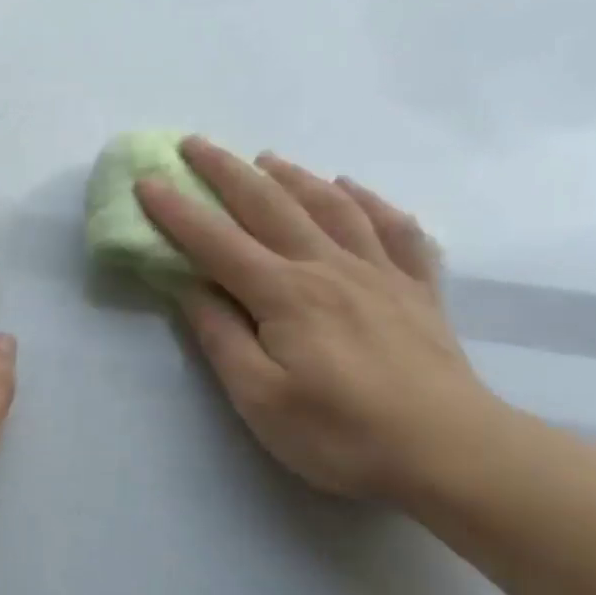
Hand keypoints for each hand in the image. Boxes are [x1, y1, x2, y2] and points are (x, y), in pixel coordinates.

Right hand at [137, 139, 501, 504]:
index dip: (178, 212)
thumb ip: (222, 337)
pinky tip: (353, 189)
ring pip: (331, 206)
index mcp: (285, 294)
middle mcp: (329, 267)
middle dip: (227, 172)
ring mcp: (380, 273)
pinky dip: (370, 202)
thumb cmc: (340, 434)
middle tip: (194, 144)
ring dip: (292, 176)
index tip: (146, 181)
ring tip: (266, 158)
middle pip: (270, 206)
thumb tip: (189, 288)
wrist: (448, 451)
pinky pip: (395, 229)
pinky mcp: (418, 290)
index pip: (217, 243)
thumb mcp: (259, 398)